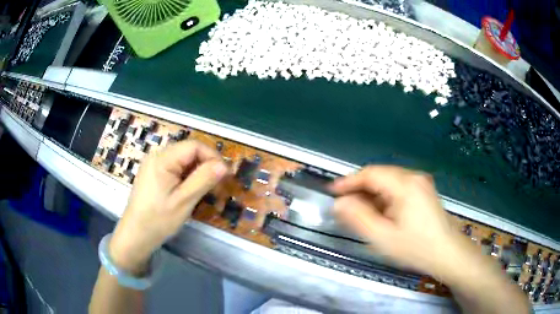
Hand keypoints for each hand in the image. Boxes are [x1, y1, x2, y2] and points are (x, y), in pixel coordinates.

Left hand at [109, 141, 227, 273]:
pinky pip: (175, 168)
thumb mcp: (183, 201)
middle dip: (207, 166)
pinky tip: (191, 192)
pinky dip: (188, 177)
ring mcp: (154, 164)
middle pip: (189, 152)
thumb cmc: (158, 220)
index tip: (225, 177)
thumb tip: (224, 165)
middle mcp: (157, 155)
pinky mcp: (153, 173)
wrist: (135, 235)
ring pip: (184, 160)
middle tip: (218, 187)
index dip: (213, 157)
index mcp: (162, 159)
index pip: (194, 146)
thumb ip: (203, 180)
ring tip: (207, 192)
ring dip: (198, 173)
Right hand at [330, 166, 462, 276]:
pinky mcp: (425, 192)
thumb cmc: (416, 247)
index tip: (332, 191)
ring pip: (389, 182)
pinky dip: (385, 198)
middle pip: (380, 176)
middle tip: (344, 205)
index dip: (348, 181)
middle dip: (360, 189)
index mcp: (405, 184)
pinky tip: (381, 213)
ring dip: (372, 194)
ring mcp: (421, 183)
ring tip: (360, 212)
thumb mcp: (383, 237)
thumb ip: (358, 218)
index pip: (370, 173)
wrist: (448, 253)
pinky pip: (399, 189)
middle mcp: (414, 177)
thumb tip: (339, 203)